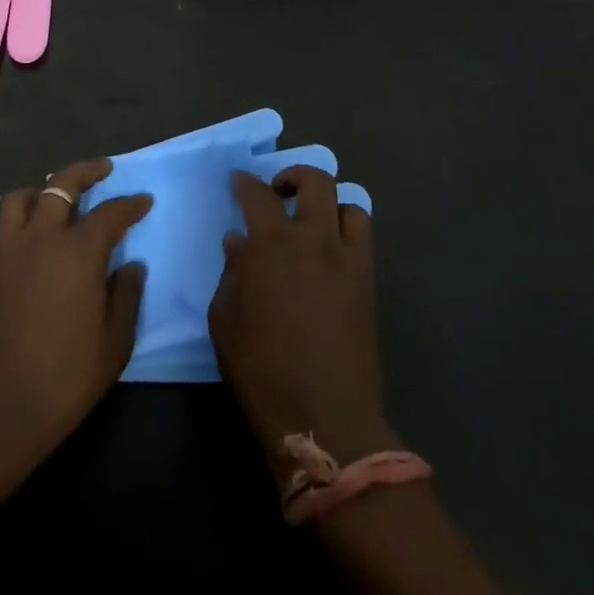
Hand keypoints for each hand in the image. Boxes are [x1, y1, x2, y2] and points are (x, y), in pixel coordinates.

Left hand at [0, 159, 152, 477]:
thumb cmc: (65, 378)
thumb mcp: (114, 343)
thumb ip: (126, 296)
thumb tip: (131, 265)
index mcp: (78, 252)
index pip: (110, 213)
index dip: (130, 204)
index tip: (143, 201)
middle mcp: (42, 238)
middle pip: (62, 185)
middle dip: (87, 171)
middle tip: (104, 169)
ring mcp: (9, 249)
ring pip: (24, 197)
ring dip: (45, 188)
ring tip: (59, 196)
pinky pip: (5, 223)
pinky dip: (22, 213)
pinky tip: (33, 232)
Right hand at [209, 166, 394, 480]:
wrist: (325, 417)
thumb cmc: (262, 370)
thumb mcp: (225, 321)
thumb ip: (231, 273)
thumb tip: (238, 243)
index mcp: (272, 245)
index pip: (257, 195)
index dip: (245, 182)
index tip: (238, 182)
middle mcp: (314, 239)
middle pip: (314, 182)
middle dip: (293, 177)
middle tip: (278, 193)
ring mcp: (347, 259)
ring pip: (348, 204)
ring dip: (328, 204)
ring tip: (312, 222)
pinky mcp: (368, 282)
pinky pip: (363, 236)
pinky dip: (347, 229)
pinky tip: (331, 251)